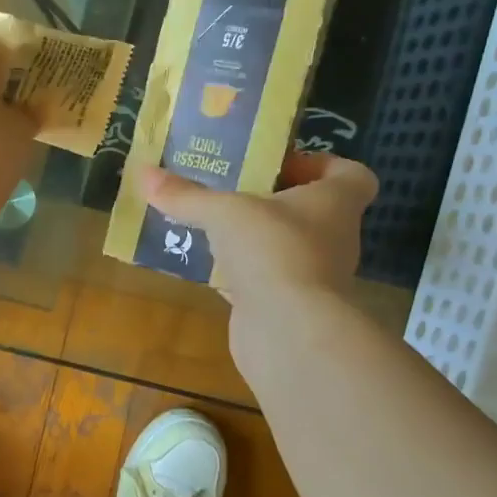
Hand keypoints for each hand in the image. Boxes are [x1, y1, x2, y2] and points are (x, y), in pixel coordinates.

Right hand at [139, 152, 377, 306]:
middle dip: (271, 199)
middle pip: (310, 209)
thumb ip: (186, 194)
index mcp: (335, 202)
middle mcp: (332, 236)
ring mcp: (312, 275)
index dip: (321, 164)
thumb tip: (144, 172)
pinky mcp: (287, 305)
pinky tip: (206, 266)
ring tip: (210, 224)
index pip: (351, 175)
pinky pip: (263, 278)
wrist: (289, 331)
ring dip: (253, 237)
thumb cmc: (273, 250)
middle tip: (229, 188)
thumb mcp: (223, 212)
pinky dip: (239, 272)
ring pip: (283, 245)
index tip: (280, 164)